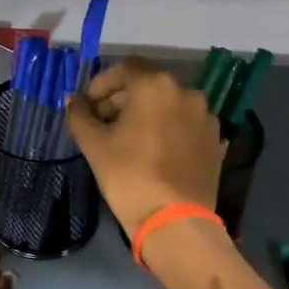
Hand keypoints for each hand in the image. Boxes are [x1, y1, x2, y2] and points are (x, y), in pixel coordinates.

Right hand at [65, 59, 224, 237]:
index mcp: (156, 85)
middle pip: (148, 84)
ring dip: (147, 113)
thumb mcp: (94, 144)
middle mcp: (186, 92)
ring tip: (128, 139)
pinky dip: (167, 129)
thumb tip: (73, 100)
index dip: (101, 83)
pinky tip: (153, 152)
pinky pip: (185, 125)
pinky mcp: (215, 141)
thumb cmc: (128, 175)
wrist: (174, 220)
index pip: (125, 67)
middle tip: (102, 122)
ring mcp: (205, 117)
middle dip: (122, 98)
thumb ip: (80, 115)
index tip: (88, 105)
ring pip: (169, 104)